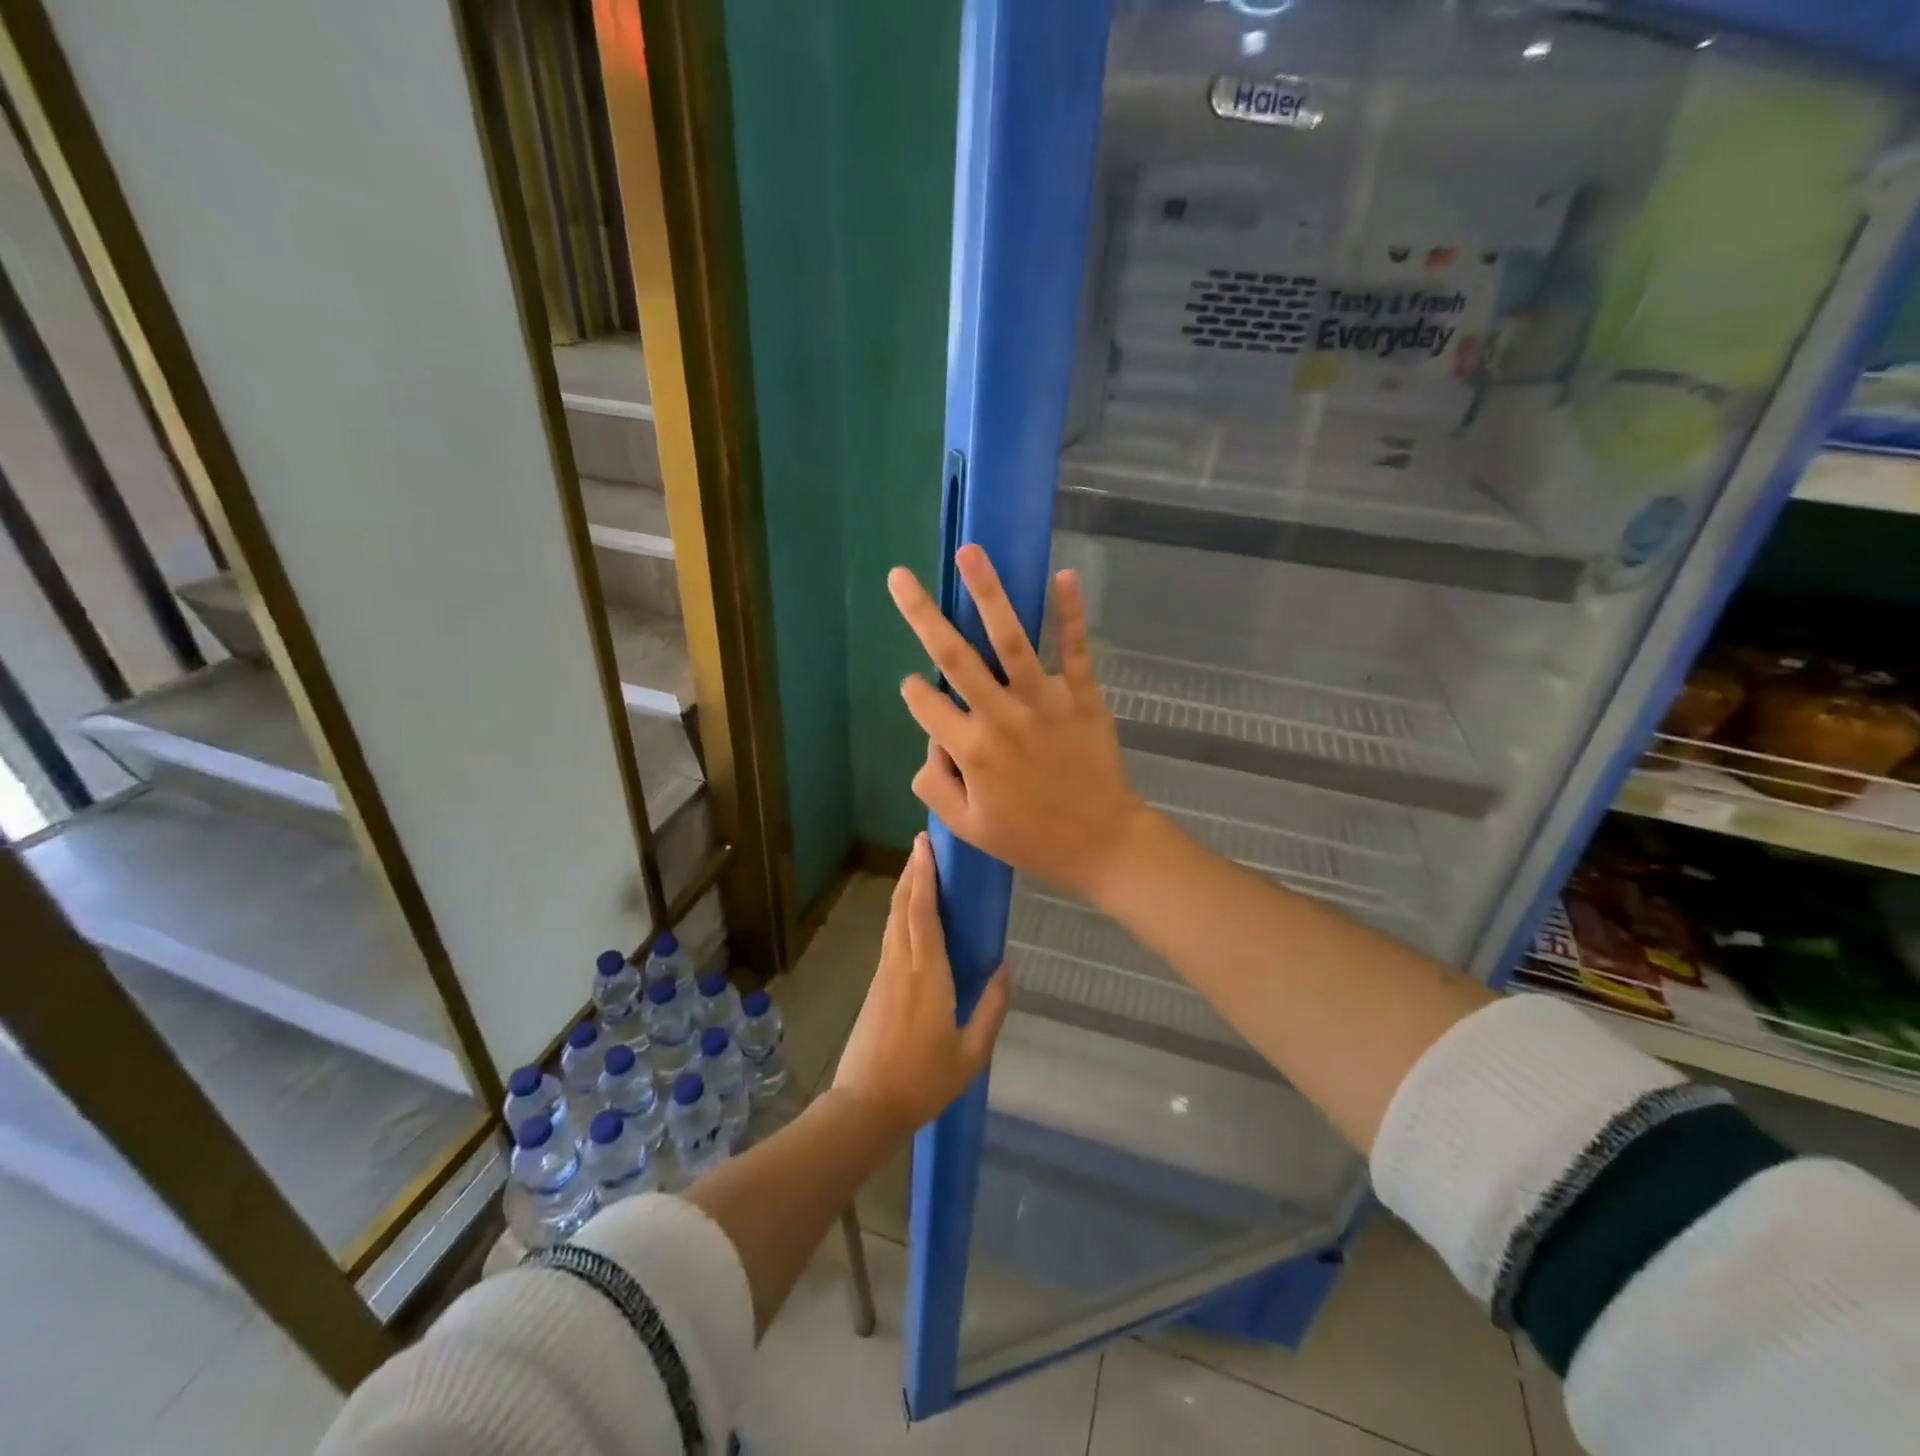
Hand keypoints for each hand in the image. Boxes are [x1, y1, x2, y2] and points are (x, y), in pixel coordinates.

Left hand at [833, 832, 1010, 1134]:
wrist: (866, 1106)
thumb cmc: (924, 1081)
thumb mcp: (971, 1053)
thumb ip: (991, 1008)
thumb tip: (1004, 968)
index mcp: (927, 975)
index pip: (923, 912)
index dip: (924, 875)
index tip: (926, 845)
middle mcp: (901, 964)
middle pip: (902, 906)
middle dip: (912, 872)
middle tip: (924, 845)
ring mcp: (884, 974)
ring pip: (893, 919)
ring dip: (905, 889)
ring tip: (919, 869)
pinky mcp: (876, 986)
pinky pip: (890, 936)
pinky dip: (901, 913)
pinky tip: (912, 915)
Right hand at [888, 544, 1151, 901]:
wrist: (1102, 843)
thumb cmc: (1031, 839)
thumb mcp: (968, 828)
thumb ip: (935, 786)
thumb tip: (929, 744)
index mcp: (973, 751)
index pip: (927, 706)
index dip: (913, 693)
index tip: (913, 686)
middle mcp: (1003, 717)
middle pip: (956, 658)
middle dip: (922, 615)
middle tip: (900, 578)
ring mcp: (1045, 703)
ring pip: (1011, 641)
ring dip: (989, 594)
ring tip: (970, 553)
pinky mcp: (1083, 698)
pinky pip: (1075, 652)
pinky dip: (1071, 614)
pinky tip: (1063, 576)